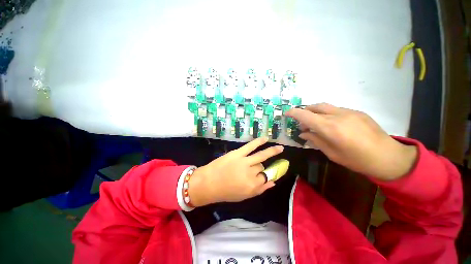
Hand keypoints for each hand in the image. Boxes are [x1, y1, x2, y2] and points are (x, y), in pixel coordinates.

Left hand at [188, 137, 283, 206]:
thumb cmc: (225, 192)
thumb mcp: (244, 196)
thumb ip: (260, 190)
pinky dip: (259, 142)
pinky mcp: (238, 153)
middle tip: (258, 167)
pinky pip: (251, 146)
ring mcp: (245, 162)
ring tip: (280, 148)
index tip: (263, 175)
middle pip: (262, 168)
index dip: (264, 177)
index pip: (265, 179)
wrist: (208, 182)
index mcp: (253, 186)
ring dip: (272, 151)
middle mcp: (251, 173)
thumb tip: (273, 183)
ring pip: (261, 156)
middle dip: (260, 168)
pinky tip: (265, 138)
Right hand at [286, 103, 416, 180]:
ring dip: (315, 112)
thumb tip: (303, 133)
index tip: (286, 113)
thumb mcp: (331, 153)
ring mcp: (349, 112)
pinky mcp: (357, 112)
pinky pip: (336, 109)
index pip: (305, 115)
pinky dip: (326, 114)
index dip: (293, 113)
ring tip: (314, 122)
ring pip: (325, 106)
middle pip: (315, 107)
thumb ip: (315, 140)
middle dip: (304, 111)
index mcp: (330, 128)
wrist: (388, 157)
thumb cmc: (357, 160)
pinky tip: (330, 124)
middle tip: (301, 122)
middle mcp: (338, 116)